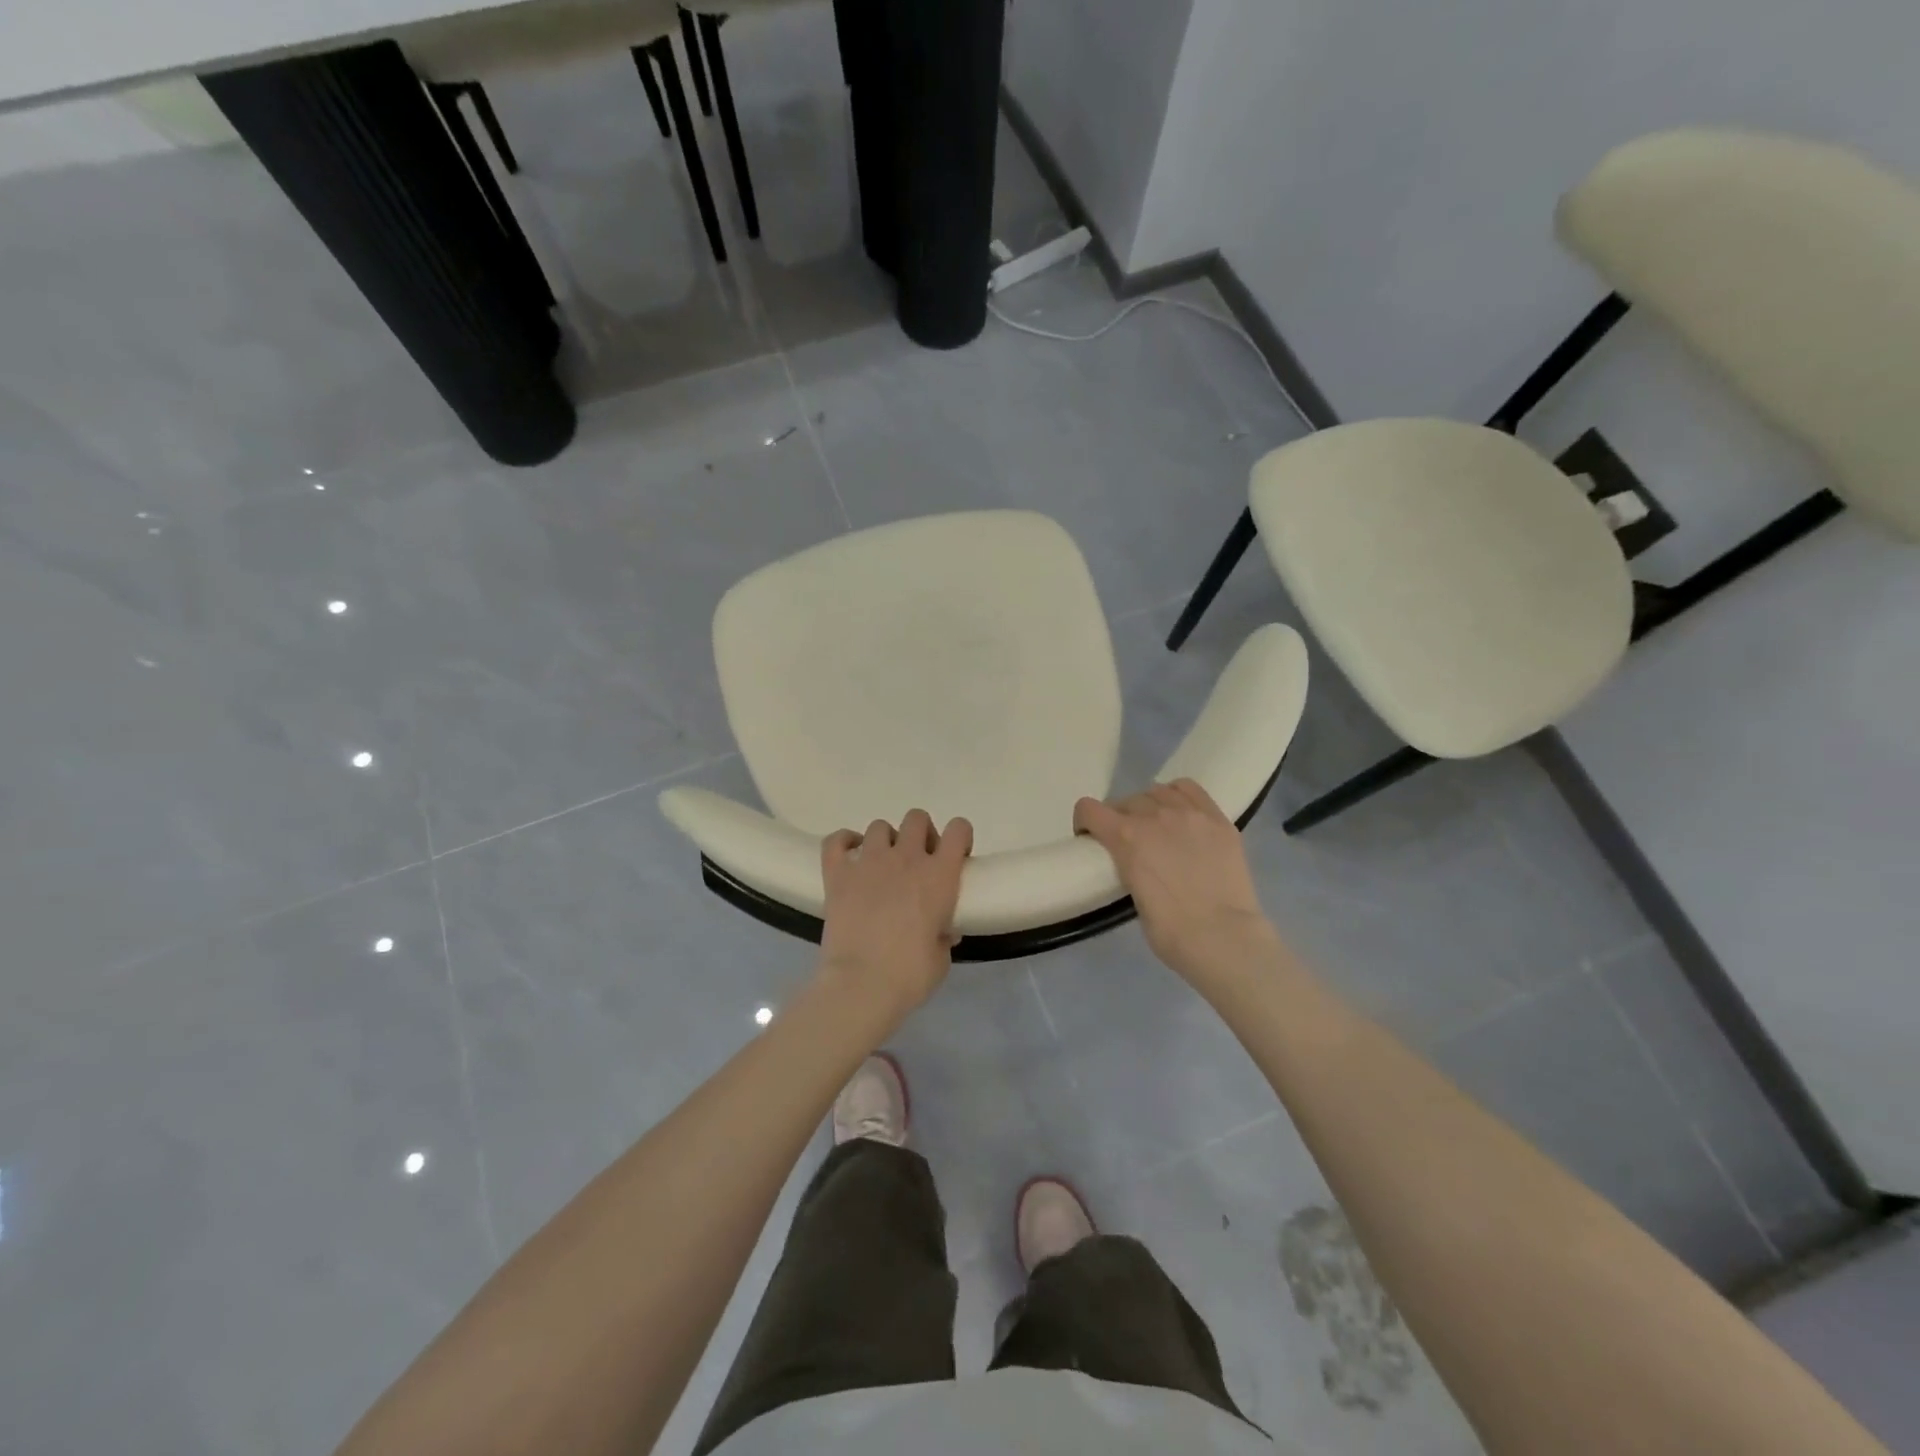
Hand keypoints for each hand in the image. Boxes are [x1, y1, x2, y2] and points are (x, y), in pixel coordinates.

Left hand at [816, 809, 973, 1028]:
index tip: (955, 856)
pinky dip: (844, 843)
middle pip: (917, 818)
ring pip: (879, 826)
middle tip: (917, 862)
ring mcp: (869, 862)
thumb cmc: (910, 976)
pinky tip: (849, 858)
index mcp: (940, 876)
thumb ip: (944, 935)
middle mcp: (906, 859)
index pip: (958, 829)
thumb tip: (943, 930)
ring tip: (882, 866)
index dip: (959, 837)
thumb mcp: (941, 958)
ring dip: (885, 841)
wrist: (861, 985)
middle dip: (920, 834)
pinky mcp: (838, 874)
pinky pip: (836, 840)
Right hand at [1074, 780, 1277, 986]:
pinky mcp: (1218, 820)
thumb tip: (1138, 865)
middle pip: (1125, 801)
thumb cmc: (1172, 932)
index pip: (1089, 809)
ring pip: (1158, 791)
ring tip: (1158, 826)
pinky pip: (1190, 790)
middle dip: (1119, 818)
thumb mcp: (1134, 898)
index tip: (1091, 838)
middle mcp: (1155, 815)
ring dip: (1149, 805)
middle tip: (1129, 842)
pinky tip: (1182, 814)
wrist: (1224, 938)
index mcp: (1126, 837)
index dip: (1085, 822)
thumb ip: (1130, 868)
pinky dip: (1178, 796)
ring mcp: (1190, 814)